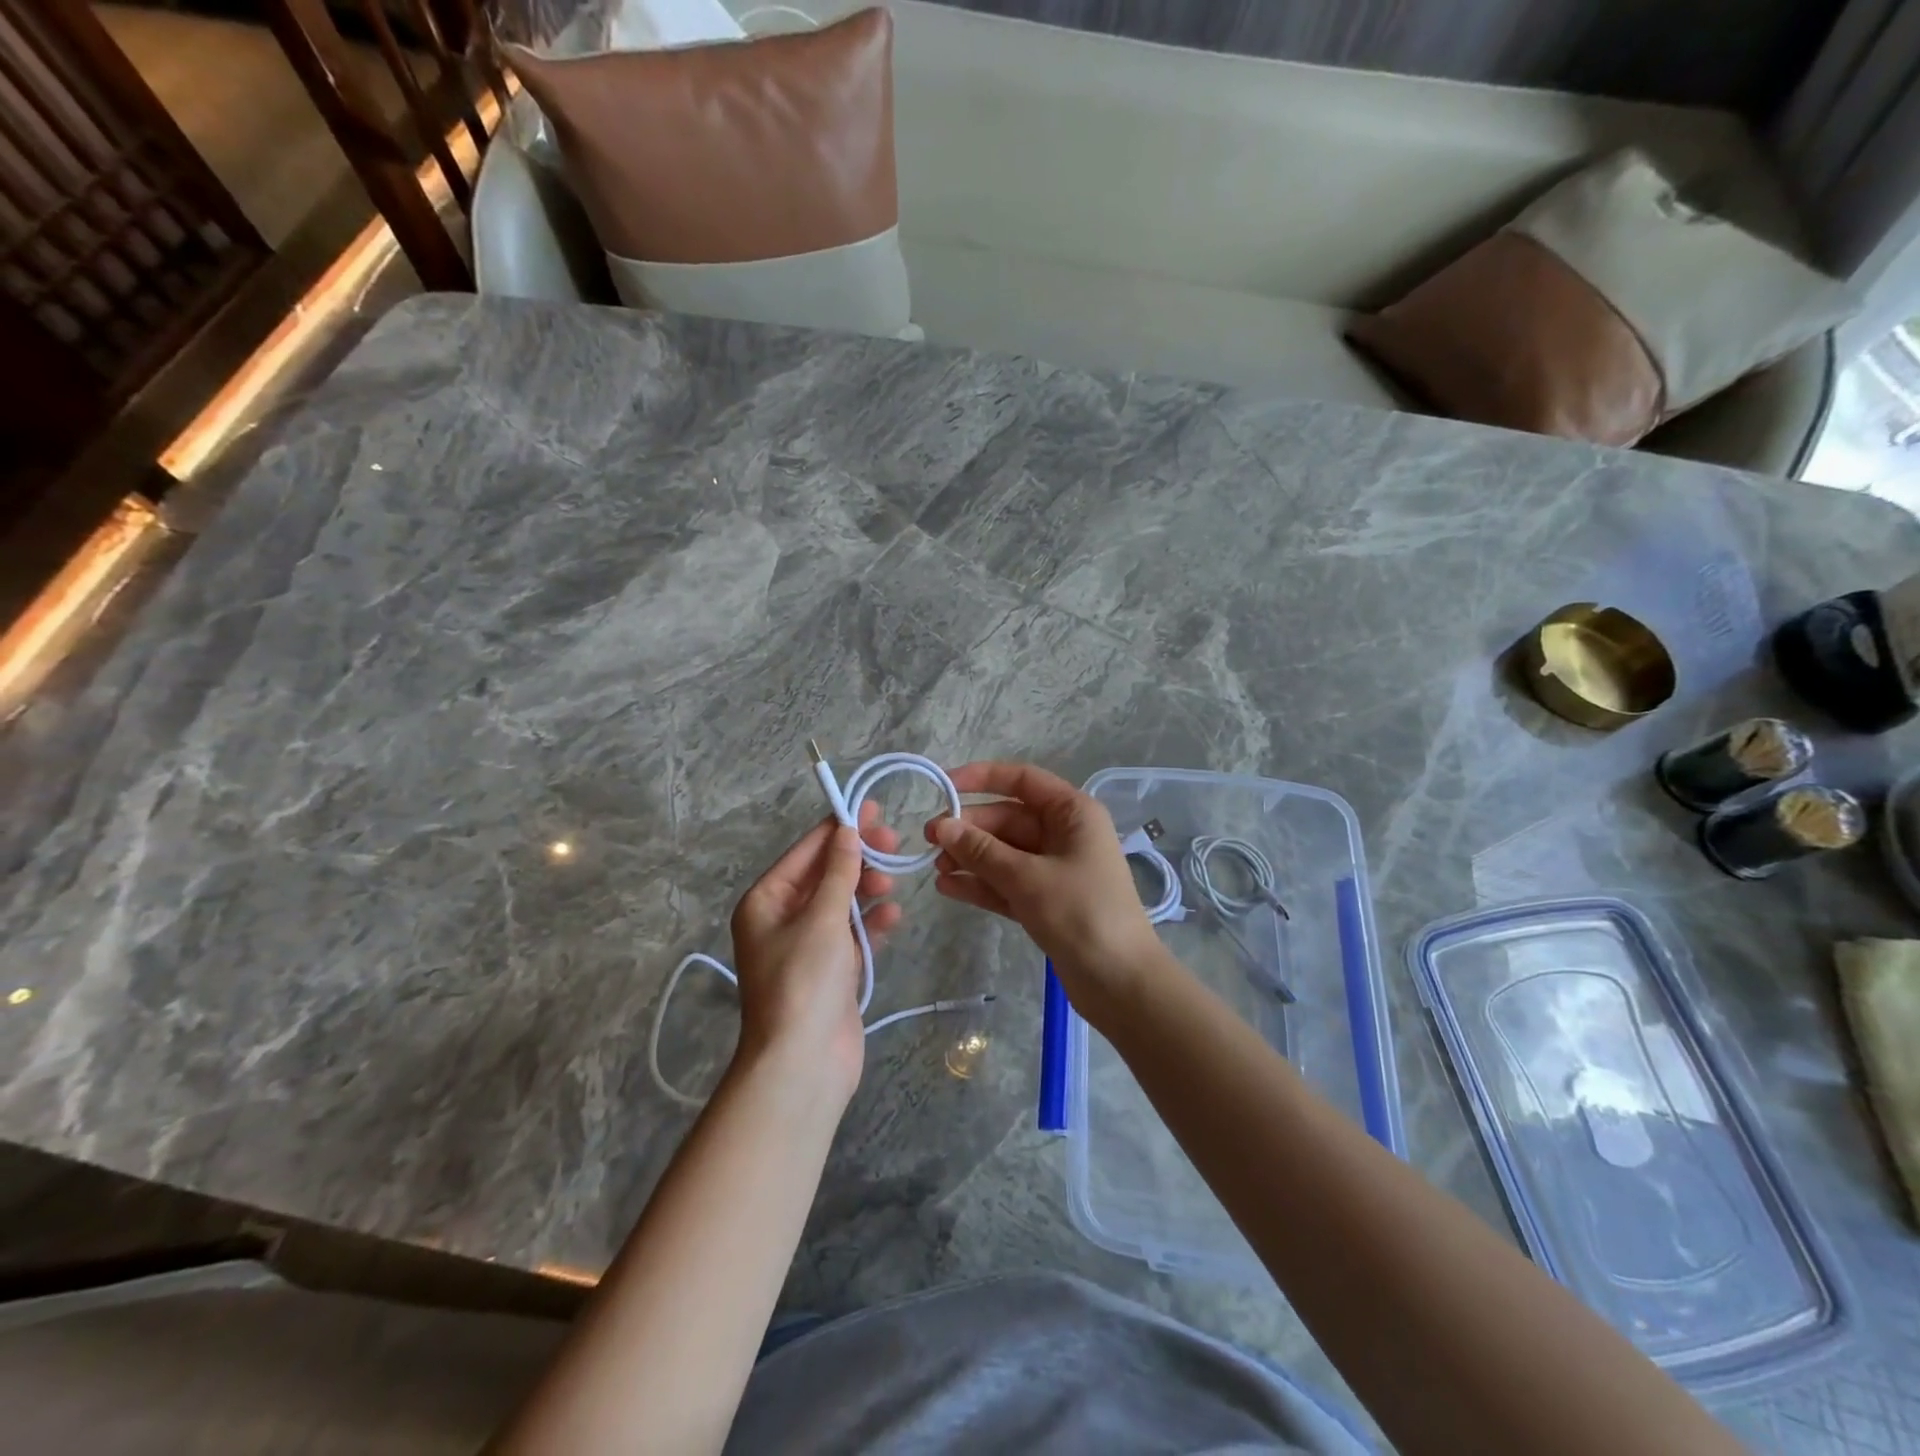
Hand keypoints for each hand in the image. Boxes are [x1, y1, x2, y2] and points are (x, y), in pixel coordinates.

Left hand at [729, 802, 901, 1100]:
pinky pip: (854, 935)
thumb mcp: (822, 918)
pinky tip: (893, 917)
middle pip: (825, 875)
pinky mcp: (831, 971)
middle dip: (857, 859)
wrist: (803, 1063)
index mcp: (766, 901)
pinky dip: (872, 924)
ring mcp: (808, 946)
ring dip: (867, 890)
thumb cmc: (804, 981)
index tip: (872, 808)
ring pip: (842, 903)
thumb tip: (847, 831)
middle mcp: (782, 919)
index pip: (806, 851)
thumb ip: (839, 872)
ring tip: (892, 883)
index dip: (839, 828)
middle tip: (892, 843)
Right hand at [925, 762, 1166, 1013]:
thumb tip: (942, 826)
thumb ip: (982, 851)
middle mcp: (1064, 834)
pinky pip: (1007, 882)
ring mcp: (1054, 869)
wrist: (1120, 983)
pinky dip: (981, 884)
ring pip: (1004, 853)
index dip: (982, 778)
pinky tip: (948, 888)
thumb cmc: (1081, 914)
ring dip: (970, 858)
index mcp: (1072, 813)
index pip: (1023, 780)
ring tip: (934, 869)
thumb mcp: (1027, 878)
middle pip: (1008, 819)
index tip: (943, 786)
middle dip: (970, 829)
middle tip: (929, 842)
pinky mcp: (1046, 901)